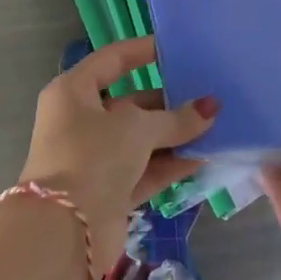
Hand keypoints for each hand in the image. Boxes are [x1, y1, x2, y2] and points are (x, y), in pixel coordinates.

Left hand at [16, 37, 218, 276]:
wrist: (64, 231)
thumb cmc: (93, 157)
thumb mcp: (137, 129)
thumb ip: (176, 118)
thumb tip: (211, 108)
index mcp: (73, 92)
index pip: (112, 60)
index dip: (143, 51)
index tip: (176, 48)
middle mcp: (80, 121)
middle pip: (130, 102)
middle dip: (169, 101)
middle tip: (209, 94)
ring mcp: (94, 158)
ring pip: (141, 139)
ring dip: (175, 134)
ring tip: (216, 125)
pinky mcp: (109, 190)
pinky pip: (145, 168)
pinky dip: (171, 163)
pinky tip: (205, 156)